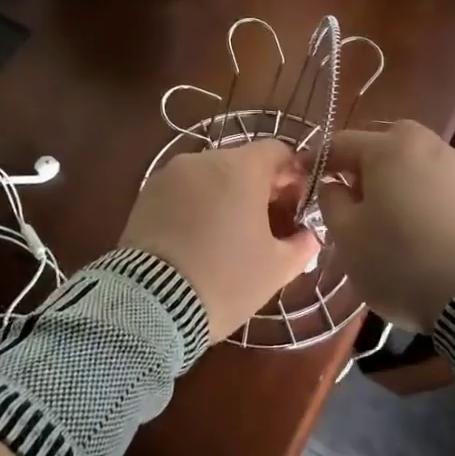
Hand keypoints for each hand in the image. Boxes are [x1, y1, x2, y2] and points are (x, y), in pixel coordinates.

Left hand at [121, 139, 318, 342]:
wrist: (151, 304)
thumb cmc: (225, 280)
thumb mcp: (277, 268)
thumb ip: (302, 244)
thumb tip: (309, 235)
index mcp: (240, 168)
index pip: (277, 151)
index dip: (292, 175)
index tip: (295, 206)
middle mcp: (203, 159)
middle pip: (242, 162)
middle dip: (259, 188)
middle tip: (267, 226)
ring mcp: (169, 175)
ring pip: (209, 176)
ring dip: (225, 196)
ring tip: (228, 237)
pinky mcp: (145, 194)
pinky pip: (182, 191)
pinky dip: (196, 206)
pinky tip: (198, 240)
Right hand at [318, 122, 454, 330]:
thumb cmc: (401, 261)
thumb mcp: (348, 237)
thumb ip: (332, 202)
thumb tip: (333, 185)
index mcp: (387, 149)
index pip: (340, 144)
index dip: (316, 160)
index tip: (301, 175)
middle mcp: (426, 144)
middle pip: (385, 144)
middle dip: (364, 163)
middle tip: (353, 195)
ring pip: (416, 162)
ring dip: (398, 179)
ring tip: (391, 215)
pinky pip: (441, 183)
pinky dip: (426, 195)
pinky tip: (425, 226)